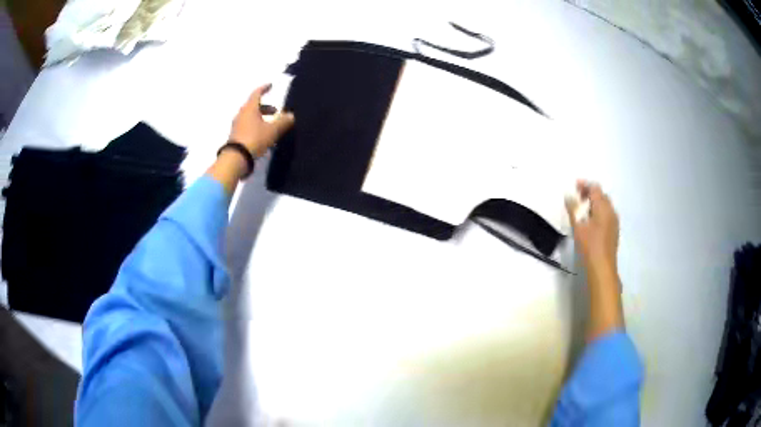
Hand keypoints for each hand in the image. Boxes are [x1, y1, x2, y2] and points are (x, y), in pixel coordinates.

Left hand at [229, 83, 294, 156]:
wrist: (236, 158)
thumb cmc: (254, 139)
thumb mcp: (272, 130)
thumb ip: (283, 122)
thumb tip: (291, 115)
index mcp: (250, 108)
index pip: (256, 93)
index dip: (264, 88)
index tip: (270, 85)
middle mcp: (242, 114)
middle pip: (254, 106)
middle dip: (265, 107)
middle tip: (276, 112)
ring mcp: (237, 126)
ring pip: (250, 117)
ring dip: (261, 118)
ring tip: (271, 125)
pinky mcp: (236, 136)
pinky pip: (248, 126)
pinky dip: (256, 126)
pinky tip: (264, 136)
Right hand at [565, 180, 618, 272]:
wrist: (602, 267)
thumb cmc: (590, 245)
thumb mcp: (578, 226)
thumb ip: (573, 209)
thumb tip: (569, 196)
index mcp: (603, 207)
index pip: (595, 188)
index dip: (585, 185)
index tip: (575, 185)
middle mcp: (611, 211)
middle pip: (601, 195)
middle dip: (589, 194)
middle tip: (577, 198)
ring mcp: (614, 221)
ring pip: (604, 205)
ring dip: (594, 203)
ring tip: (582, 211)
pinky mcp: (614, 230)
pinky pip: (607, 215)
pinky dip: (598, 212)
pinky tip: (591, 222)